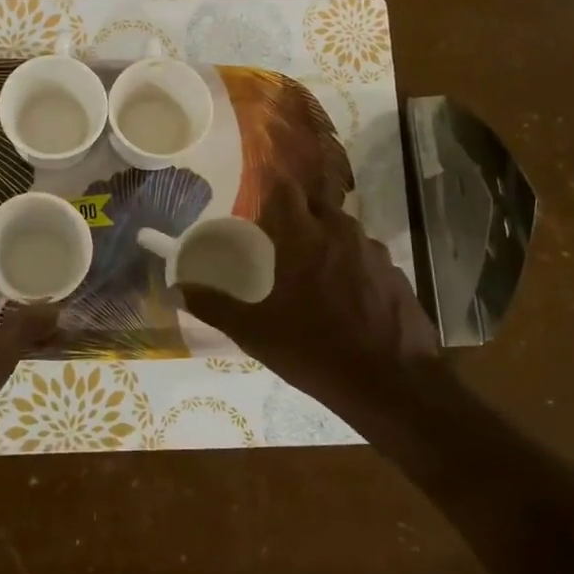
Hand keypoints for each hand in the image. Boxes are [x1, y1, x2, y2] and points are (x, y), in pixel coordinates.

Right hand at [182, 182, 443, 443]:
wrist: (393, 384)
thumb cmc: (315, 351)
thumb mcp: (256, 333)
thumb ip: (214, 307)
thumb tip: (176, 292)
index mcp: (305, 237)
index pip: (286, 189)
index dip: (271, 191)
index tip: (259, 209)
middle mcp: (342, 232)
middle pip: (316, 205)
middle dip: (298, 215)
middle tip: (280, 242)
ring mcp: (375, 252)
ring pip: (344, 230)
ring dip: (326, 239)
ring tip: (312, 271)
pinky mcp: (397, 274)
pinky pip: (366, 257)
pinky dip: (352, 265)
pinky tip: (346, 298)